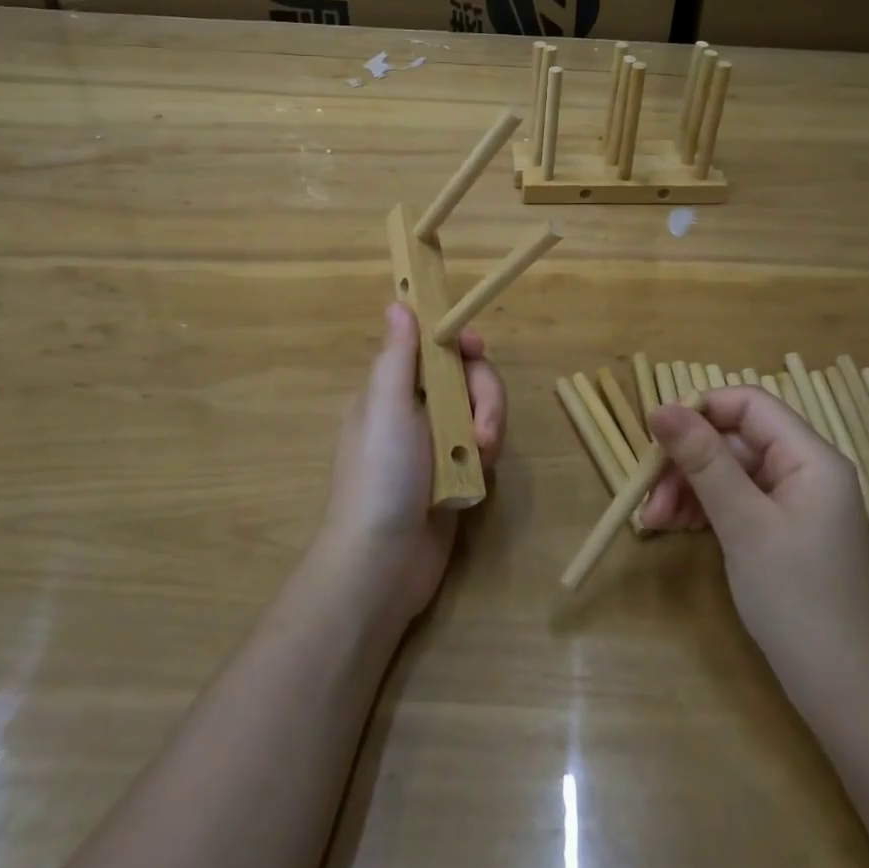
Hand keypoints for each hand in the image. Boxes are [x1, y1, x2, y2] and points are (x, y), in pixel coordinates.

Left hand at [316, 303, 506, 625]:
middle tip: (483, 429)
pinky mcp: (455, 472)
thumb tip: (397, 303)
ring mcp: (436, 442)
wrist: (382, 564)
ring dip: (488, 428)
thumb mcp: (386, 407)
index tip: (477, 349)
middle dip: (483, 396)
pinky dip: (485, 457)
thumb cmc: (380, 476)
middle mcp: (414, 409)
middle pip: (465, 376)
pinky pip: (483, 445)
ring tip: (481, 459)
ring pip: (480, 410)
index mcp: (391, 389)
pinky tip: (478, 479)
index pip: (432, 347)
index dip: (458, 343)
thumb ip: (397, 355)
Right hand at [643, 386, 868, 683]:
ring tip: (654, 521)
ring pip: (728, 469)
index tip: (656, 436)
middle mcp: (805, 469)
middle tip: (648, 495)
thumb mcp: (742, 522)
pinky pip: (735, 498)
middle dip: (687, 462)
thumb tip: (660, 408)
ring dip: (688, 487)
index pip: (749, 404)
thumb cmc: (795, 597)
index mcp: (811, 457)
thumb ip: (703, 460)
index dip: (700, 410)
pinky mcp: (781, 528)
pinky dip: (703, 508)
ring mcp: (794, 500)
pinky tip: (675, 526)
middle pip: (734, 439)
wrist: (841, 687)